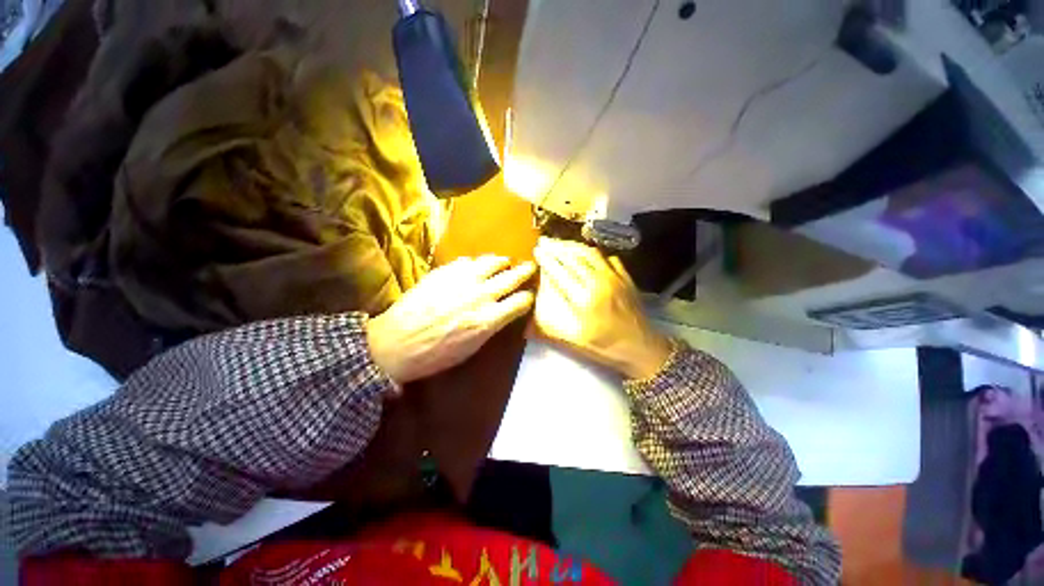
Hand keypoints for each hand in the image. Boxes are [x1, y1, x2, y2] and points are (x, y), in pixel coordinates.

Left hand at [366, 255, 535, 387]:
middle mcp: (480, 295)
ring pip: (491, 262)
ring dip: (501, 262)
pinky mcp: (444, 272)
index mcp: (488, 319)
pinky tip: (473, 266)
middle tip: (530, 267)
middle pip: (512, 277)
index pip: (520, 302)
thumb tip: (501, 312)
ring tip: (504, 261)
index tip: (529, 295)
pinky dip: (474, 263)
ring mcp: (462, 280)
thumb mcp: (470, 349)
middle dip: (525, 271)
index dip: (528, 298)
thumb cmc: (434, 355)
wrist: (395, 344)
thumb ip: (490, 327)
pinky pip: (466, 261)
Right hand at [533, 237, 672, 379]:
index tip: (537, 250)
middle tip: (544, 240)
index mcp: (584, 298)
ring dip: (573, 246)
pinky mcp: (625, 277)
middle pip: (574, 258)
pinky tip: (587, 252)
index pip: (560, 272)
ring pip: (590, 254)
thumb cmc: (605, 346)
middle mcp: (598, 282)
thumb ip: (552, 323)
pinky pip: (608, 258)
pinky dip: (594, 252)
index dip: (547, 259)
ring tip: (560, 242)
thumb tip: (535, 308)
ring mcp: (614, 277)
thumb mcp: (574, 340)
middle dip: (556, 247)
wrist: (642, 347)